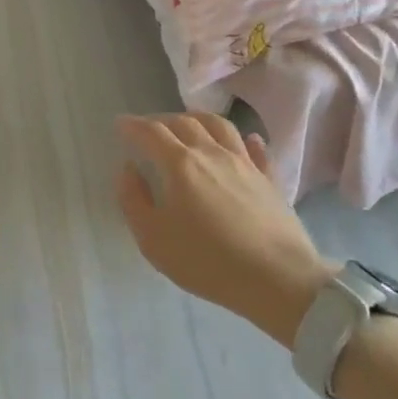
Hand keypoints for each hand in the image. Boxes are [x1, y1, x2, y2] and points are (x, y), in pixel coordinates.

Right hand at [116, 113, 335, 346]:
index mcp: (180, 164)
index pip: (151, 132)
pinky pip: (256, 149)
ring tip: (189, 124)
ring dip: (198, 119)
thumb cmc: (207, 261)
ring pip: (219, 125)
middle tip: (148, 128)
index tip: (120, 124)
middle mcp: (211, 153)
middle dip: (161, 120)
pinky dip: (245, 139)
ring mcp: (244, 163)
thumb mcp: (153, 239)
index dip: (132, 125)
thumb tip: (128, 170)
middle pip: (184, 122)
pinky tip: (245, 139)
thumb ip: (133, 200)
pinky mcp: (269, 179)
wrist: (277, 279)